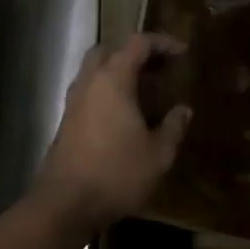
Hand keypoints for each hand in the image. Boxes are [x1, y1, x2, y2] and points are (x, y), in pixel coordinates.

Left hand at [33, 34, 191, 231]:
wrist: (65, 205)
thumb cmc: (117, 173)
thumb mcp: (158, 154)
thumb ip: (174, 127)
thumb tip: (184, 110)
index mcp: (113, 79)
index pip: (138, 43)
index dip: (163, 43)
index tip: (183, 53)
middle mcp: (90, 82)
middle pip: (109, 50)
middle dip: (135, 53)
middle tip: (158, 69)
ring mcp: (74, 102)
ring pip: (95, 71)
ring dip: (119, 72)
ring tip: (145, 91)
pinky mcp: (66, 122)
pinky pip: (89, 92)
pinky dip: (108, 91)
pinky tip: (125, 115)